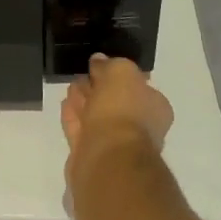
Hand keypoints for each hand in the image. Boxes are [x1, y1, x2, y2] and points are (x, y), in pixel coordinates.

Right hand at [61, 55, 172, 181]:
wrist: (109, 158)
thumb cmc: (122, 111)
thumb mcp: (121, 71)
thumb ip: (110, 64)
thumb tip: (99, 61)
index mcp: (155, 107)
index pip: (137, 85)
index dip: (116, 73)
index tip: (98, 65)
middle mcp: (140, 126)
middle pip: (115, 100)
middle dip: (98, 87)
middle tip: (82, 76)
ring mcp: (117, 143)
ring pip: (97, 116)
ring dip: (85, 101)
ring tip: (71, 87)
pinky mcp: (94, 156)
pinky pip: (82, 130)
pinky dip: (74, 117)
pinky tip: (65, 105)